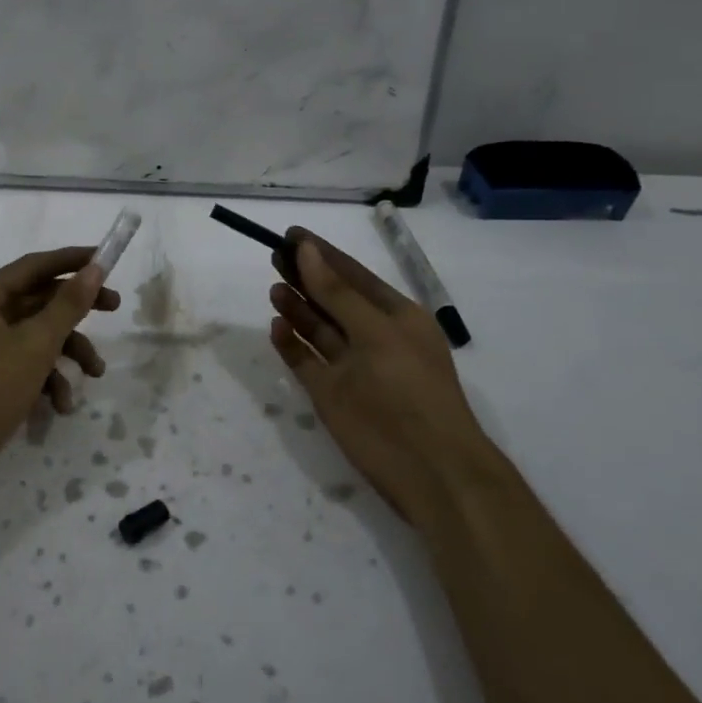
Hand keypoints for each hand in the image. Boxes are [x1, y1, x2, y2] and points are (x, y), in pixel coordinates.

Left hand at [0, 247, 119, 503]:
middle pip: (38, 300)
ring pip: (36, 336)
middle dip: (77, 310)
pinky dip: (47, 380)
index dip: (72, 260)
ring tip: (95, 374)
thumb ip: (68, 305)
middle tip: (115, 306)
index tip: (106, 259)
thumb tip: (94, 268)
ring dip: (68, 352)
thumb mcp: (37, 343)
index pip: (34, 266)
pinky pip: (25, 365)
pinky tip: (61, 406)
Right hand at [267, 230, 489, 506]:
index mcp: (396, 317)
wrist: (429, 468)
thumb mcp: (377, 333)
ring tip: (272, 287)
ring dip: (296, 307)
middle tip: (272, 254)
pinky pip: (305, 361)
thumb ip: (337, 293)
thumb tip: (307, 250)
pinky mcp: (331, 394)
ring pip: (317, 328)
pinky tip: (276, 326)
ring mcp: (350, 367)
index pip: (353, 274)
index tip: (291, 233)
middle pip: (332, 298)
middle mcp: (372, 337)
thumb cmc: (408, 389)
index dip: (323, 253)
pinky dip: (290, 344)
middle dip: (305, 276)